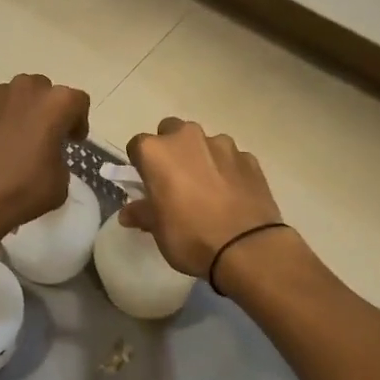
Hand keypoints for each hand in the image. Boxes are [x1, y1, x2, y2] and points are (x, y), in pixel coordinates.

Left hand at [0, 75, 90, 242]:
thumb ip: (59, 157)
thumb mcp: (59, 183)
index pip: (78, 101)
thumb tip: (46, 156)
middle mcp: (23, 89)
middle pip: (42, 90)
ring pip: (10, 96)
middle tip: (42, 137)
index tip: (72, 141)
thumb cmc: (21, 191)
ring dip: (16, 112)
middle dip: (45, 110)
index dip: (78, 121)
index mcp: (55, 104)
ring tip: (9, 141)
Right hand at [122, 119, 284, 278]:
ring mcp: (223, 145)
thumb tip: (129, 212)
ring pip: (204, 143)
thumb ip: (142, 213)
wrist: (247, 248)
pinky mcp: (250, 158)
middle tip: (175, 181)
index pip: (137, 146)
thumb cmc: (191, 237)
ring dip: (202, 158)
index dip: (141, 165)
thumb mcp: (158, 230)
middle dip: (171, 150)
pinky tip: (231, 195)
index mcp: (157, 152)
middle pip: (171, 132)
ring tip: (208, 190)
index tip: (147, 184)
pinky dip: (227, 170)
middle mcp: (188, 138)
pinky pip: (231, 158)